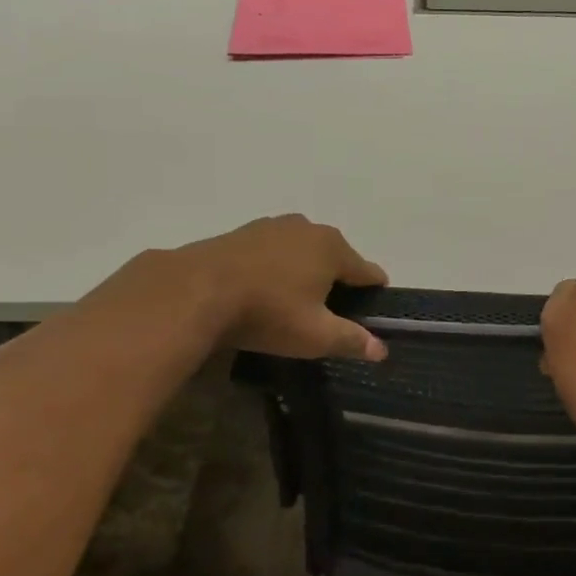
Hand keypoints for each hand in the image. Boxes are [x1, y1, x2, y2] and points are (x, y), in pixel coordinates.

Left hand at [186, 215, 388, 360]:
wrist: (194, 291)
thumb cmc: (267, 312)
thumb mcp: (315, 335)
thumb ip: (351, 340)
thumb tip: (382, 350)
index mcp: (334, 248)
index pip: (368, 271)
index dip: (374, 294)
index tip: (371, 314)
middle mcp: (308, 228)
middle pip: (336, 258)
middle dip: (336, 283)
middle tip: (328, 316)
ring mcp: (273, 226)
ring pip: (302, 251)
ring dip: (304, 273)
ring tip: (293, 304)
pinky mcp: (243, 232)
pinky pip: (273, 251)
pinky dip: (275, 268)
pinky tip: (262, 290)